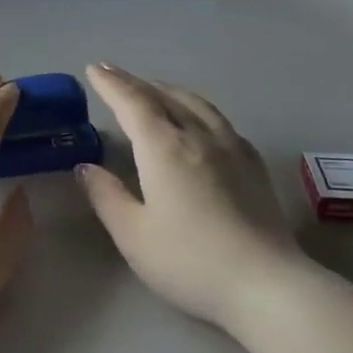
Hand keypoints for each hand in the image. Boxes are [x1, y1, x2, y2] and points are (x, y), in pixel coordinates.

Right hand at [77, 64, 300, 328]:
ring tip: (154, 88)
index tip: (94, 69)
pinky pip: (220, 120)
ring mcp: (231, 148)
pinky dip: (198, 108)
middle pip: (163, 97)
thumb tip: (85, 167)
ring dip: (168, 90)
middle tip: (113, 73)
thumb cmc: (190, 261)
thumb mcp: (134, 235)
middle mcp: (198, 136)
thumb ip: (107, 196)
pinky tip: (200, 119)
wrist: (266, 284)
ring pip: (196, 103)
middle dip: (134, 82)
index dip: (111, 84)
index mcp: (164, 148)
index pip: (132, 103)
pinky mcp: (254, 165)